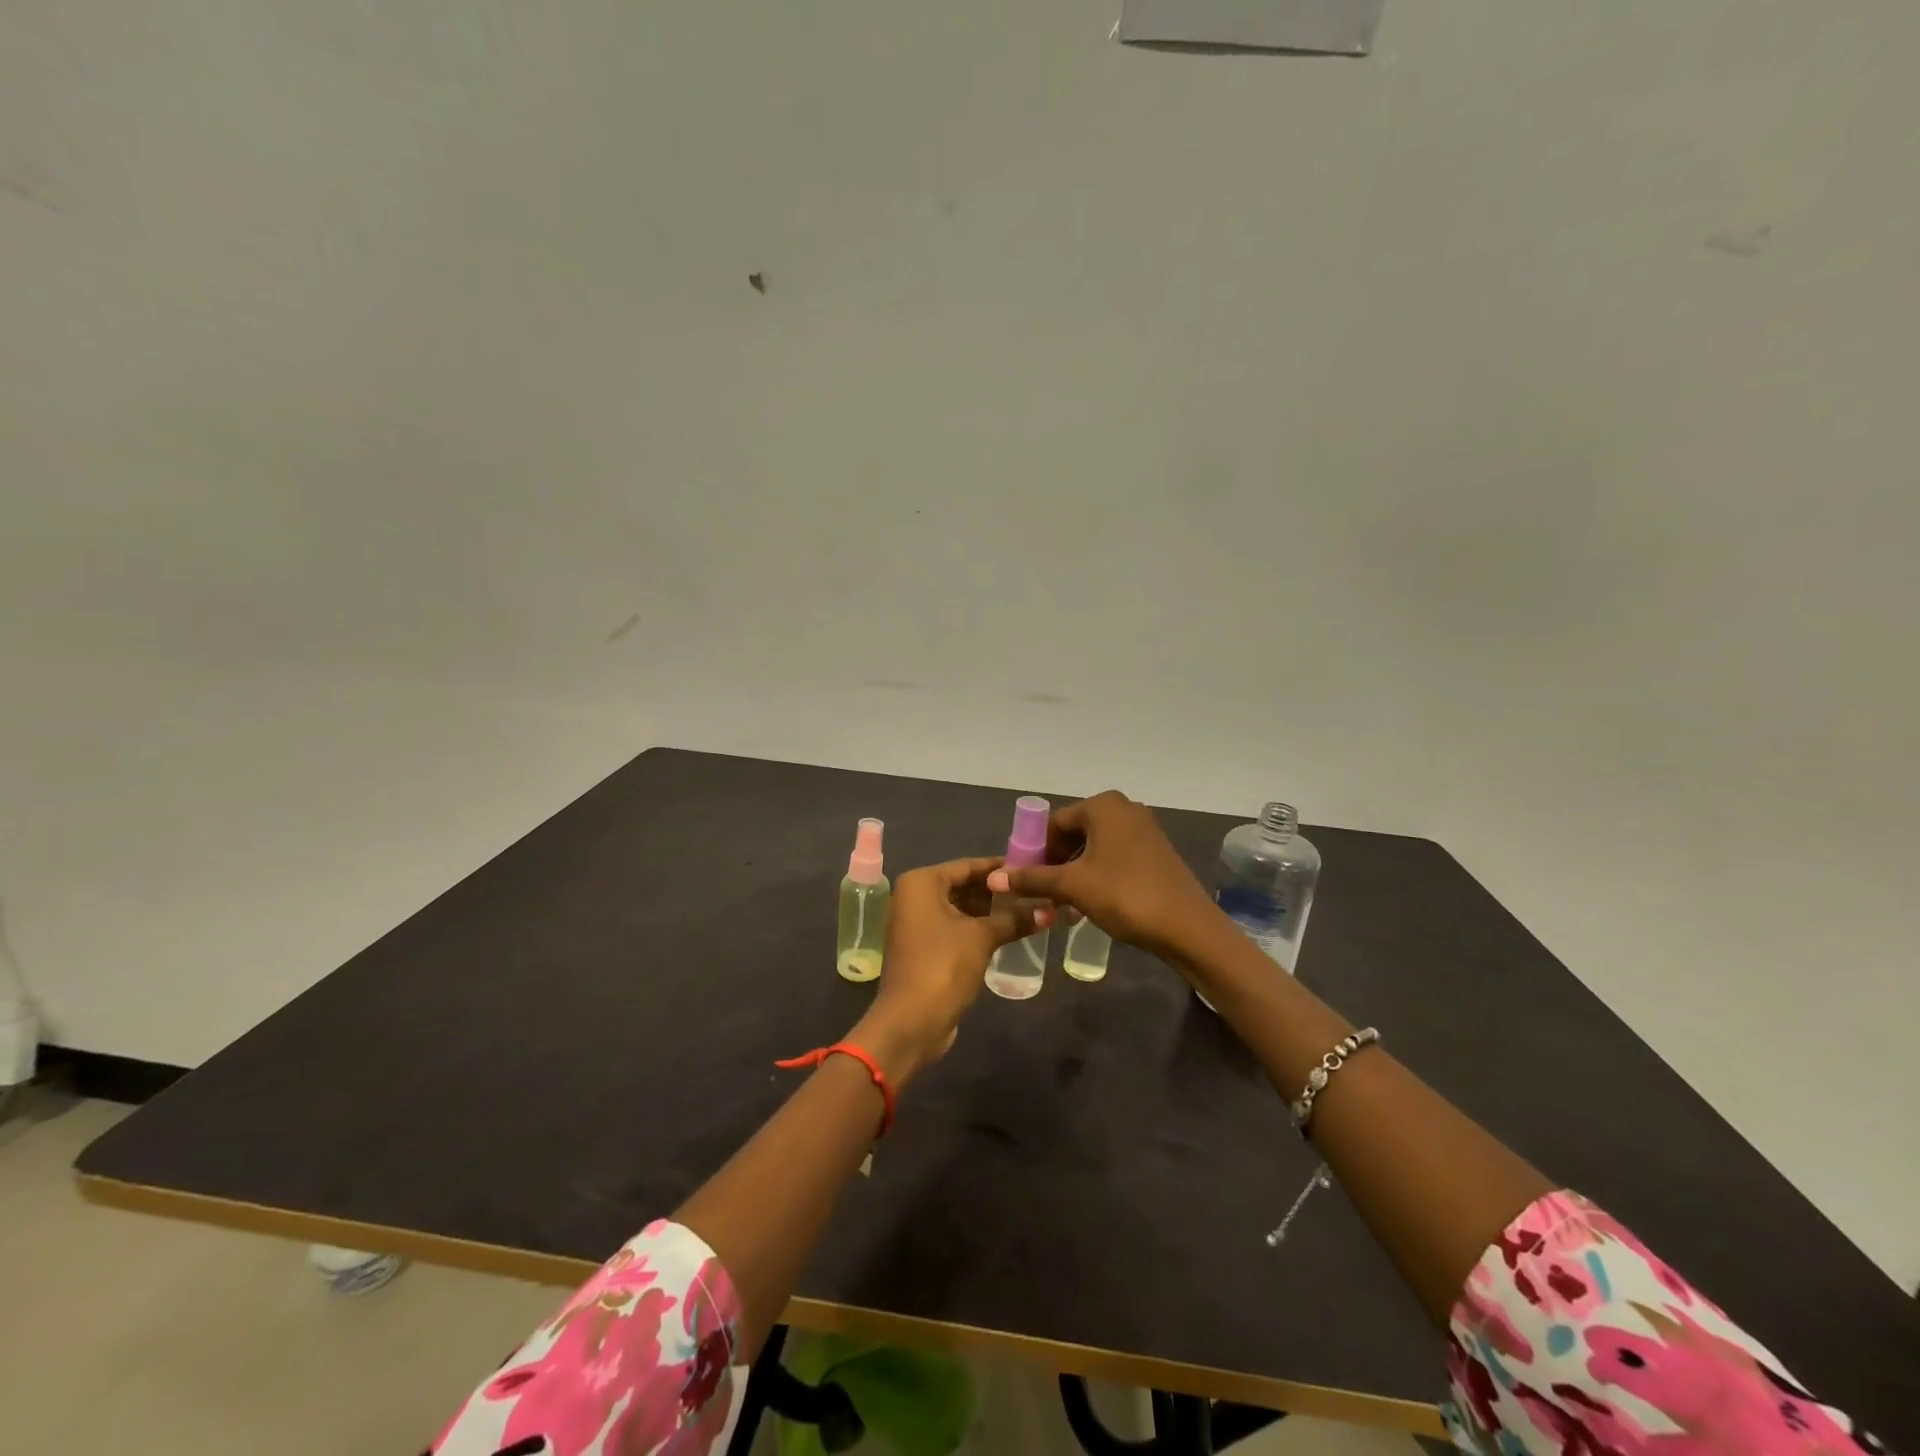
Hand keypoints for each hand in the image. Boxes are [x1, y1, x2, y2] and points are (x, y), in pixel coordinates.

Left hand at [851, 857, 1034, 1084]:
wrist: (911, 1022)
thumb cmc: (943, 966)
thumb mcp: (982, 937)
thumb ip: (1014, 918)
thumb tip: (1050, 910)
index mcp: (921, 883)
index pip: (968, 866)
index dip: (1000, 868)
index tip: (1031, 867)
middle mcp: (915, 897)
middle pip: (964, 886)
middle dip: (998, 892)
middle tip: (1036, 890)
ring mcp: (917, 924)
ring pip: (962, 908)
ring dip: (992, 912)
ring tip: (1031, 909)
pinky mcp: (925, 948)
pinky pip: (957, 928)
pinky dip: (980, 928)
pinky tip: (1010, 931)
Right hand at [985, 791, 1216, 958]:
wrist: (1187, 926)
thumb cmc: (1125, 895)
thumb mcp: (1073, 886)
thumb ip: (1032, 879)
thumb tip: (993, 879)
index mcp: (1103, 805)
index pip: (1054, 823)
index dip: (1035, 851)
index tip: (1025, 879)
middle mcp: (1124, 808)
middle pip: (1075, 833)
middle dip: (1055, 862)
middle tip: (1043, 893)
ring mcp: (1144, 828)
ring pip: (1094, 846)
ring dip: (1075, 871)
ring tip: (1063, 903)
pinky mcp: (1155, 850)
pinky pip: (1114, 855)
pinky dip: (1097, 873)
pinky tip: (1090, 902)